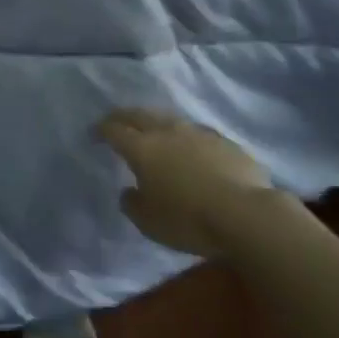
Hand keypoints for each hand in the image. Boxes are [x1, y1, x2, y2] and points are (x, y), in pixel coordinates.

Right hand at [96, 109, 279, 257]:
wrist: (244, 213)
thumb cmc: (188, 220)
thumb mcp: (149, 222)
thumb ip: (133, 203)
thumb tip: (129, 191)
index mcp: (142, 149)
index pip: (114, 130)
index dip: (101, 130)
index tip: (94, 133)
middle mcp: (167, 132)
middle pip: (139, 115)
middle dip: (123, 116)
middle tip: (115, 120)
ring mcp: (197, 132)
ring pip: (168, 118)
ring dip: (154, 121)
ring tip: (150, 128)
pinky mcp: (223, 141)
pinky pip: (195, 131)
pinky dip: (183, 134)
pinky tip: (188, 145)